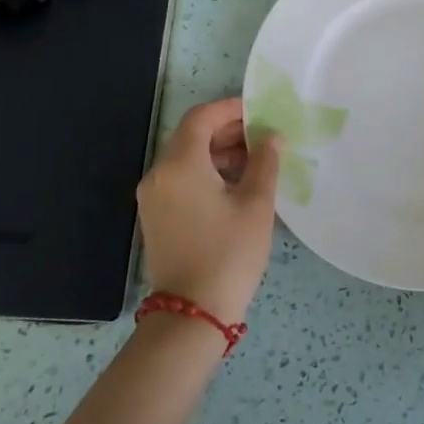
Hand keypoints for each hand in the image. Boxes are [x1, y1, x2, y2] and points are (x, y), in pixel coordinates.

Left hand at [136, 98, 282, 326]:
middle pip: (191, 135)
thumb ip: (265, 162)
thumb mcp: (256, 204)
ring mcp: (153, 196)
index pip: (202, 117)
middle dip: (227, 130)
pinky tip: (235, 184)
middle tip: (262, 135)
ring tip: (255, 160)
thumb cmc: (229, 254)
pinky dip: (205, 171)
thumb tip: (271, 136)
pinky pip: (180, 179)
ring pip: (185, 157)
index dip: (231, 109)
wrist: (191, 315)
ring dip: (217, 151)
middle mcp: (159, 174)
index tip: (260, 113)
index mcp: (180, 164)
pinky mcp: (156, 216)